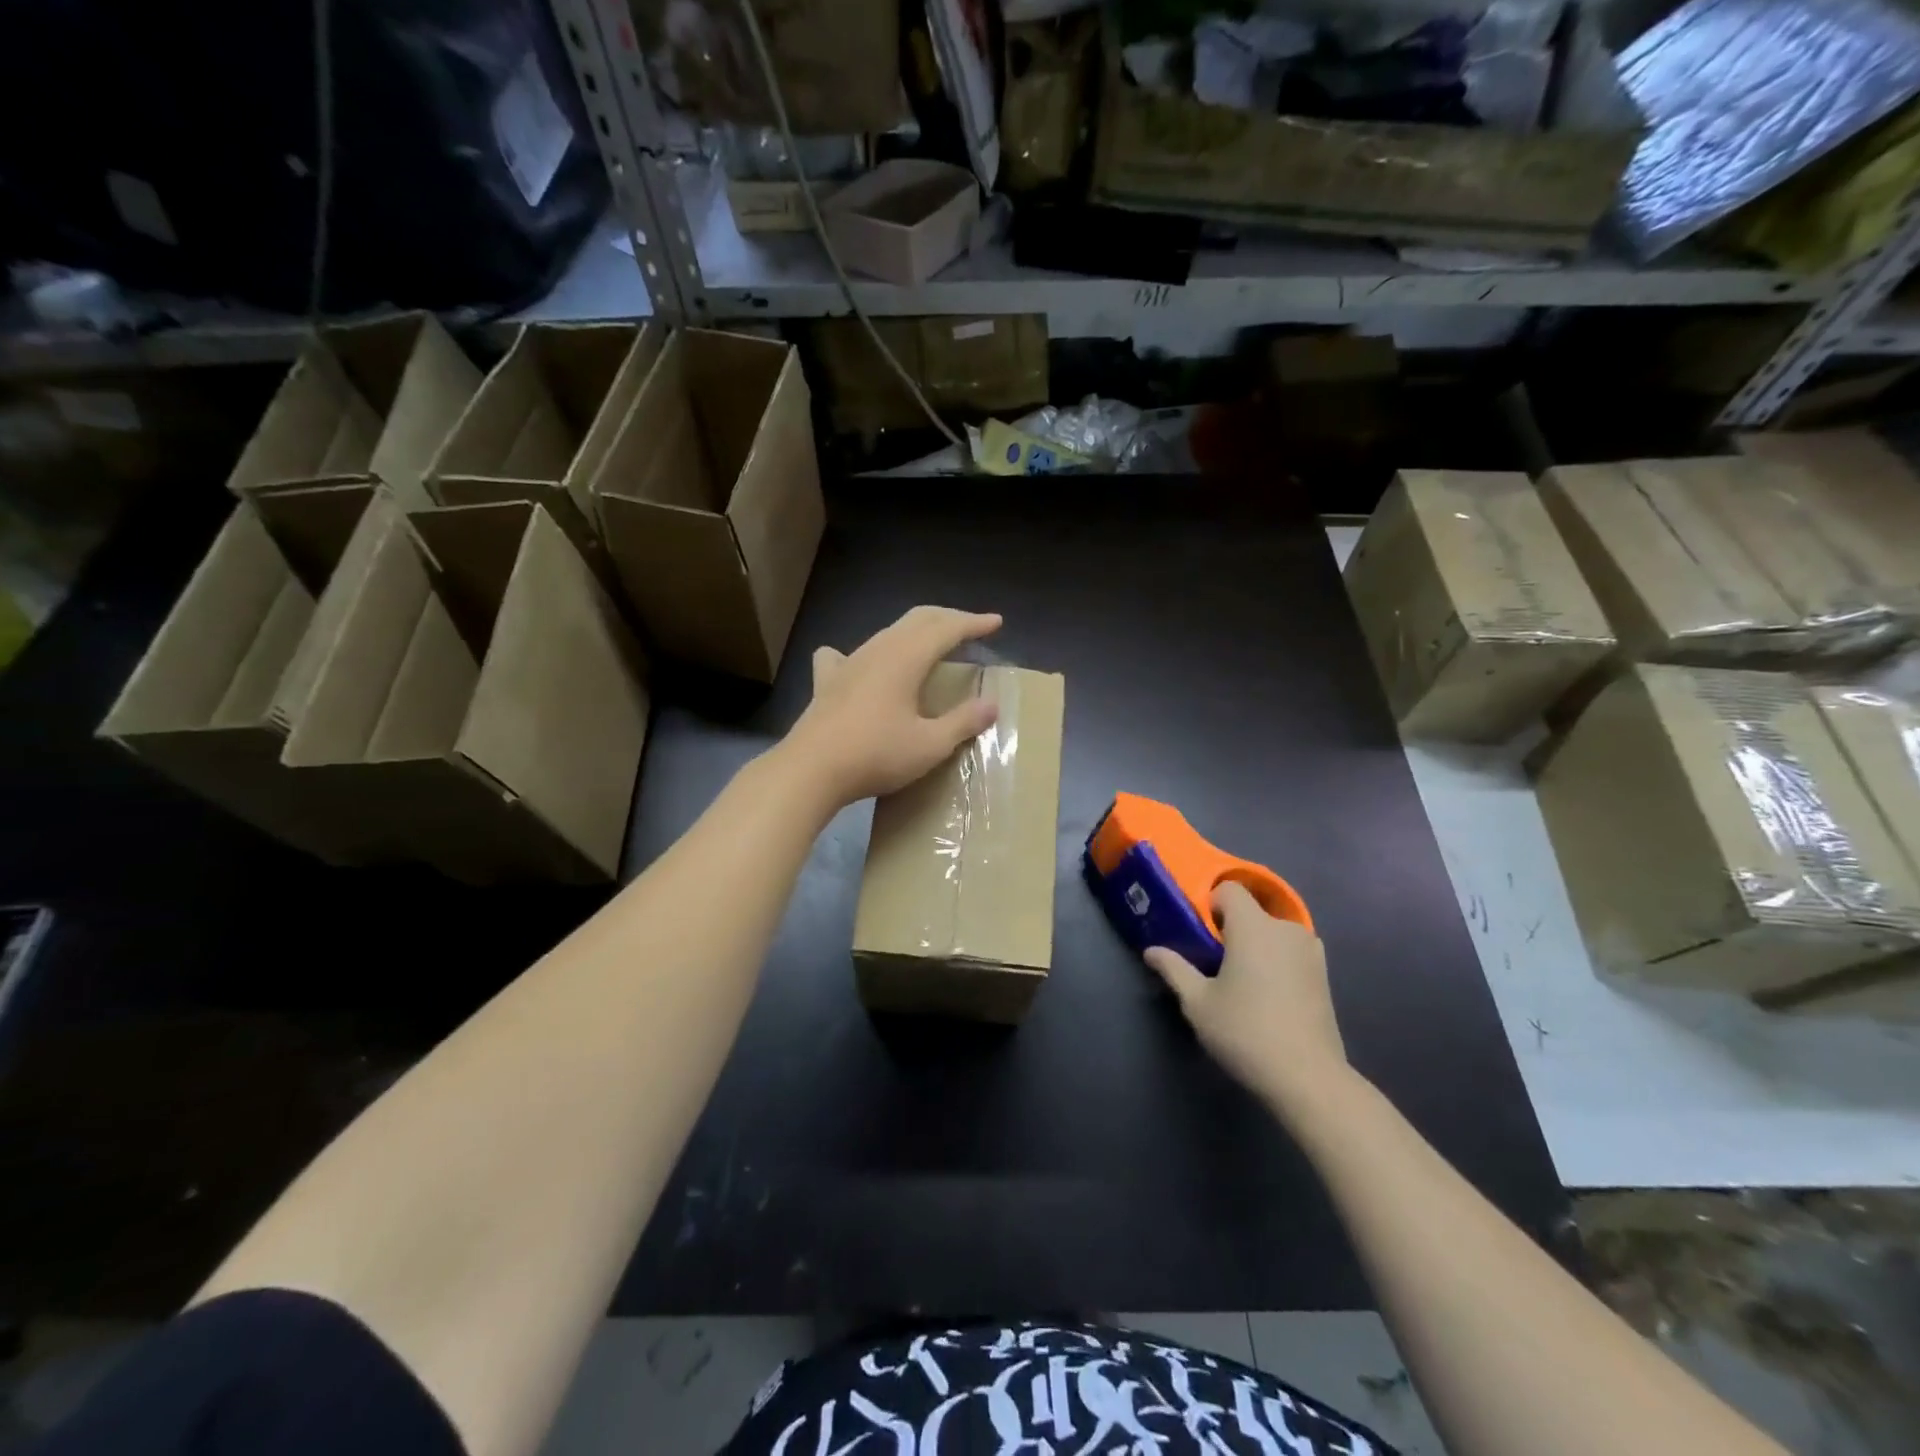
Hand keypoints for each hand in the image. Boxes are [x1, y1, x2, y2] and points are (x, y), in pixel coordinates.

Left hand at [784, 606, 1004, 806]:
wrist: (810, 770)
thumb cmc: (876, 755)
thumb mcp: (930, 745)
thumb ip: (963, 722)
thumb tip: (991, 705)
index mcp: (906, 658)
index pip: (947, 629)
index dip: (974, 623)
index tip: (996, 622)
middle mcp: (877, 650)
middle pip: (917, 620)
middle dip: (947, 618)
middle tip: (970, 626)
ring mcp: (848, 663)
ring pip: (886, 633)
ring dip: (913, 632)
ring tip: (929, 644)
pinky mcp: (826, 683)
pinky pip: (845, 655)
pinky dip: (865, 654)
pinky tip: (859, 663)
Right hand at [1146, 882, 1349, 1113]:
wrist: (1308, 1078)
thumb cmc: (1245, 1031)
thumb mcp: (1198, 1003)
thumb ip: (1174, 969)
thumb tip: (1151, 951)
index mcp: (1253, 926)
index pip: (1229, 889)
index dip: (1211, 904)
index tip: (1201, 934)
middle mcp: (1286, 929)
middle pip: (1252, 911)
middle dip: (1233, 928)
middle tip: (1215, 961)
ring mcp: (1311, 951)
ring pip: (1273, 933)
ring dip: (1256, 945)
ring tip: (1243, 980)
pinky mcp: (1325, 975)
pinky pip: (1291, 952)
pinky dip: (1277, 961)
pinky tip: (1268, 995)